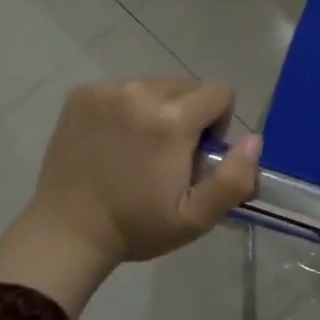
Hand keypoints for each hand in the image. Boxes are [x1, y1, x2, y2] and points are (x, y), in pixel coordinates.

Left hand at [0, 80, 261, 319]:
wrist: (66, 233)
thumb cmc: (137, 228)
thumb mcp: (196, 218)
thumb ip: (235, 178)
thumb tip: (253, 140)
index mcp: (172, 120)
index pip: (220, 92)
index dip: (219, 123)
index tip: (198, 155)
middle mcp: (140, 93)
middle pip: (188, 86)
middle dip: (189, 115)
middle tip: (169, 157)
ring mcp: (106, 91)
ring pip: (155, 86)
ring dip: (158, 110)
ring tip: (139, 150)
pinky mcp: (81, 95)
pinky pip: (123, 90)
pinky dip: (127, 109)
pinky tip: (113, 143)